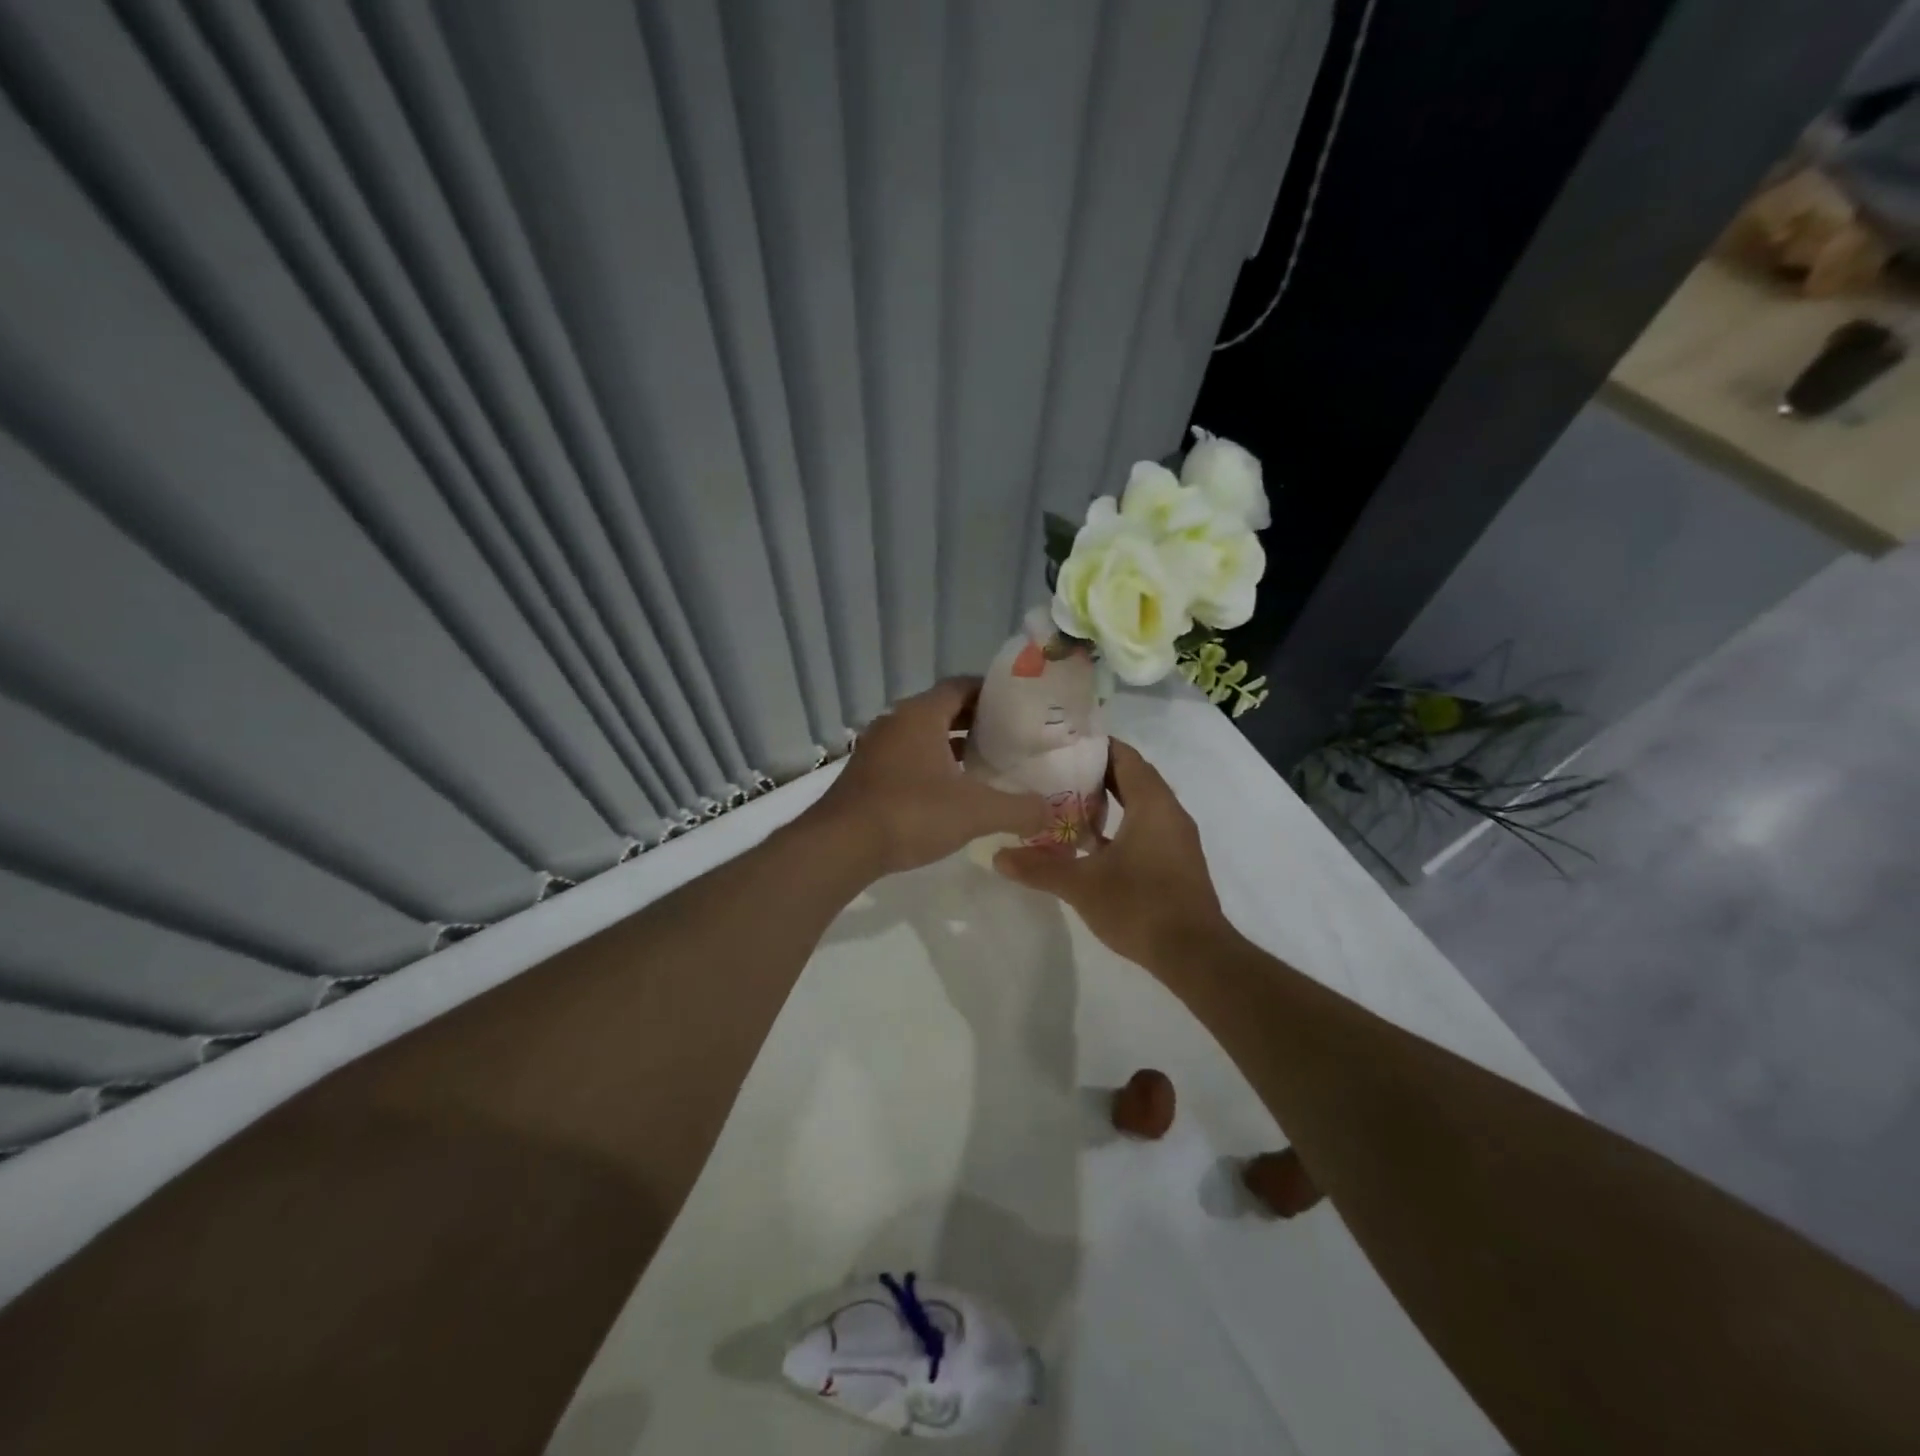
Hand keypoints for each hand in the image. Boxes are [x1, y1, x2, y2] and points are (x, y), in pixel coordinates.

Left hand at [810, 678, 1050, 876]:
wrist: (841, 845)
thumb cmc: (911, 814)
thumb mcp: (976, 812)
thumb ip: (1019, 809)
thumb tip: (1052, 812)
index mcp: (921, 715)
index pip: (961, 686)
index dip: (991, 692)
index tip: (1018, 707)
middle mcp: (896, 721)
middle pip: (942, 709)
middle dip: (976, 720)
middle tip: (1010, 737)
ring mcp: (876, 747)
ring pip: (922, 735)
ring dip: (952, 744)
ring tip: (985, 763)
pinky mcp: (865, 773)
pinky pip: (906, 756)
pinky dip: (931, 763)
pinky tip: (949, 790)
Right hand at [993, 739, 1231, 968]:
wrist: (1195, 955)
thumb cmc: (1140, 906)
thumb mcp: (1082, 885)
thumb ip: (1039, 867)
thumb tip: (998, 857)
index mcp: (1152, 803)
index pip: (1124, 756)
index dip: (1094, 746)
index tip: (1061, 743)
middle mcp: (1169, 812)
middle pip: (1132, 777)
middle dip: (1096, 772)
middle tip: (1054, 770)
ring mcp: (1177, 838)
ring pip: (1141, 804)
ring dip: (1109, 800)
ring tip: (1066, 802)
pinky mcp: (1177, 861)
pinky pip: (1146, 827)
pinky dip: (1121, 825)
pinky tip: (1091, 843)